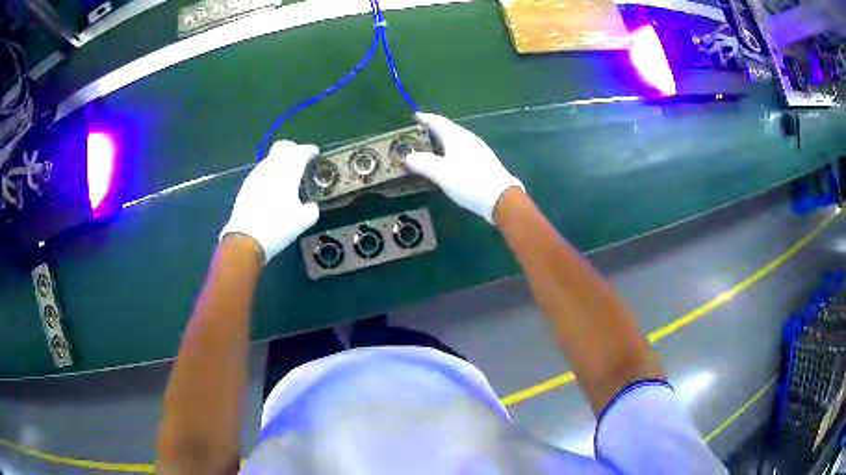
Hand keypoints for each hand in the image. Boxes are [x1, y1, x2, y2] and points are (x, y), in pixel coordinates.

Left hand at [220, 141, 319, 262]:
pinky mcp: (246, 186)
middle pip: (283, 147)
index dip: (310, 151)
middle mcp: (271, 167)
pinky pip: (262, 172)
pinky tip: (273, 190)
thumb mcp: (303, 221)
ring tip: (288, 179)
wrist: (246, 240)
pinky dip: (271, 174)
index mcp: (288, 171)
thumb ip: (312, 209)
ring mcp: (256, 175)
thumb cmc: (278, 227)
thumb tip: (311, 206)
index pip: (301, 151)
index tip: (315, 155)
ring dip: (281, 163)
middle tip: (301, 162)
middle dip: (294, 150)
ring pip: (271, 159)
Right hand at [404, 112, 523, 223]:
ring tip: (433, 145)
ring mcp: (479, 149)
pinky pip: (463, 148)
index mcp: (456, 137)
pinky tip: (451, 159)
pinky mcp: (485, 161)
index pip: (438, 122)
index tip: (416, 115)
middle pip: (449, 128)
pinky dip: (452, 150)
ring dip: (444, 139)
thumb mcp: (440, 173)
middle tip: (422, 131)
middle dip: (435, 128)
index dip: (426, 118)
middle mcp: (468, 138)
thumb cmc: (468, 182)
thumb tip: (407, 157)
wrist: (500, 198)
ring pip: (457, 138)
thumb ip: (422, 164)